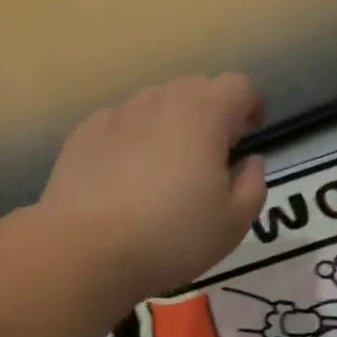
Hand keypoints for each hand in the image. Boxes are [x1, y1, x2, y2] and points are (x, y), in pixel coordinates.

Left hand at [36, 74, 267, 303]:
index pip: (238, 86)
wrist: (85, 249)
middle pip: (194, 89)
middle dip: (210, 113)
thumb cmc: (171, 237)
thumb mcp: (233, 223)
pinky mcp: (83, 132)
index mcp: (204, 113)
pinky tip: (124, 178)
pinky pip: (120, 124)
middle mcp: (159, 100)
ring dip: (168, 124)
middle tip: (210, 154)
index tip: (250, 133)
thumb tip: (250, 162)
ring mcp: (117, 113)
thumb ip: (252, 185)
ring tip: (164, 168)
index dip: (250, 106)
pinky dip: (131, 139)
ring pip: (154, 104)